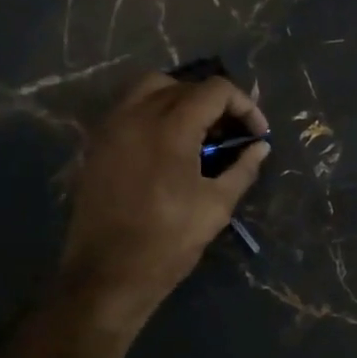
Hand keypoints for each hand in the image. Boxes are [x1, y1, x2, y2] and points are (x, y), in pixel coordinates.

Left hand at [60, 73, 269, 327]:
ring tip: (197, 132)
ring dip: (180, 100)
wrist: (107, 273)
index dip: (244, 106)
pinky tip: (167, 146)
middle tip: (229, 133)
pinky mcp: (97, 145)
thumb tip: (260, 148)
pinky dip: (153, 113)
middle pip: (183, 84)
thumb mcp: (216, 206)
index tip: (257, 134)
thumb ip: (242, 169)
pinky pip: (128, 110)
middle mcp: (137, 115)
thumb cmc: (168, 241)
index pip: (215, 90)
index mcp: (171, 127)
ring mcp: (111, 128)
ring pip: (149, 88)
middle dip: (214, 102)